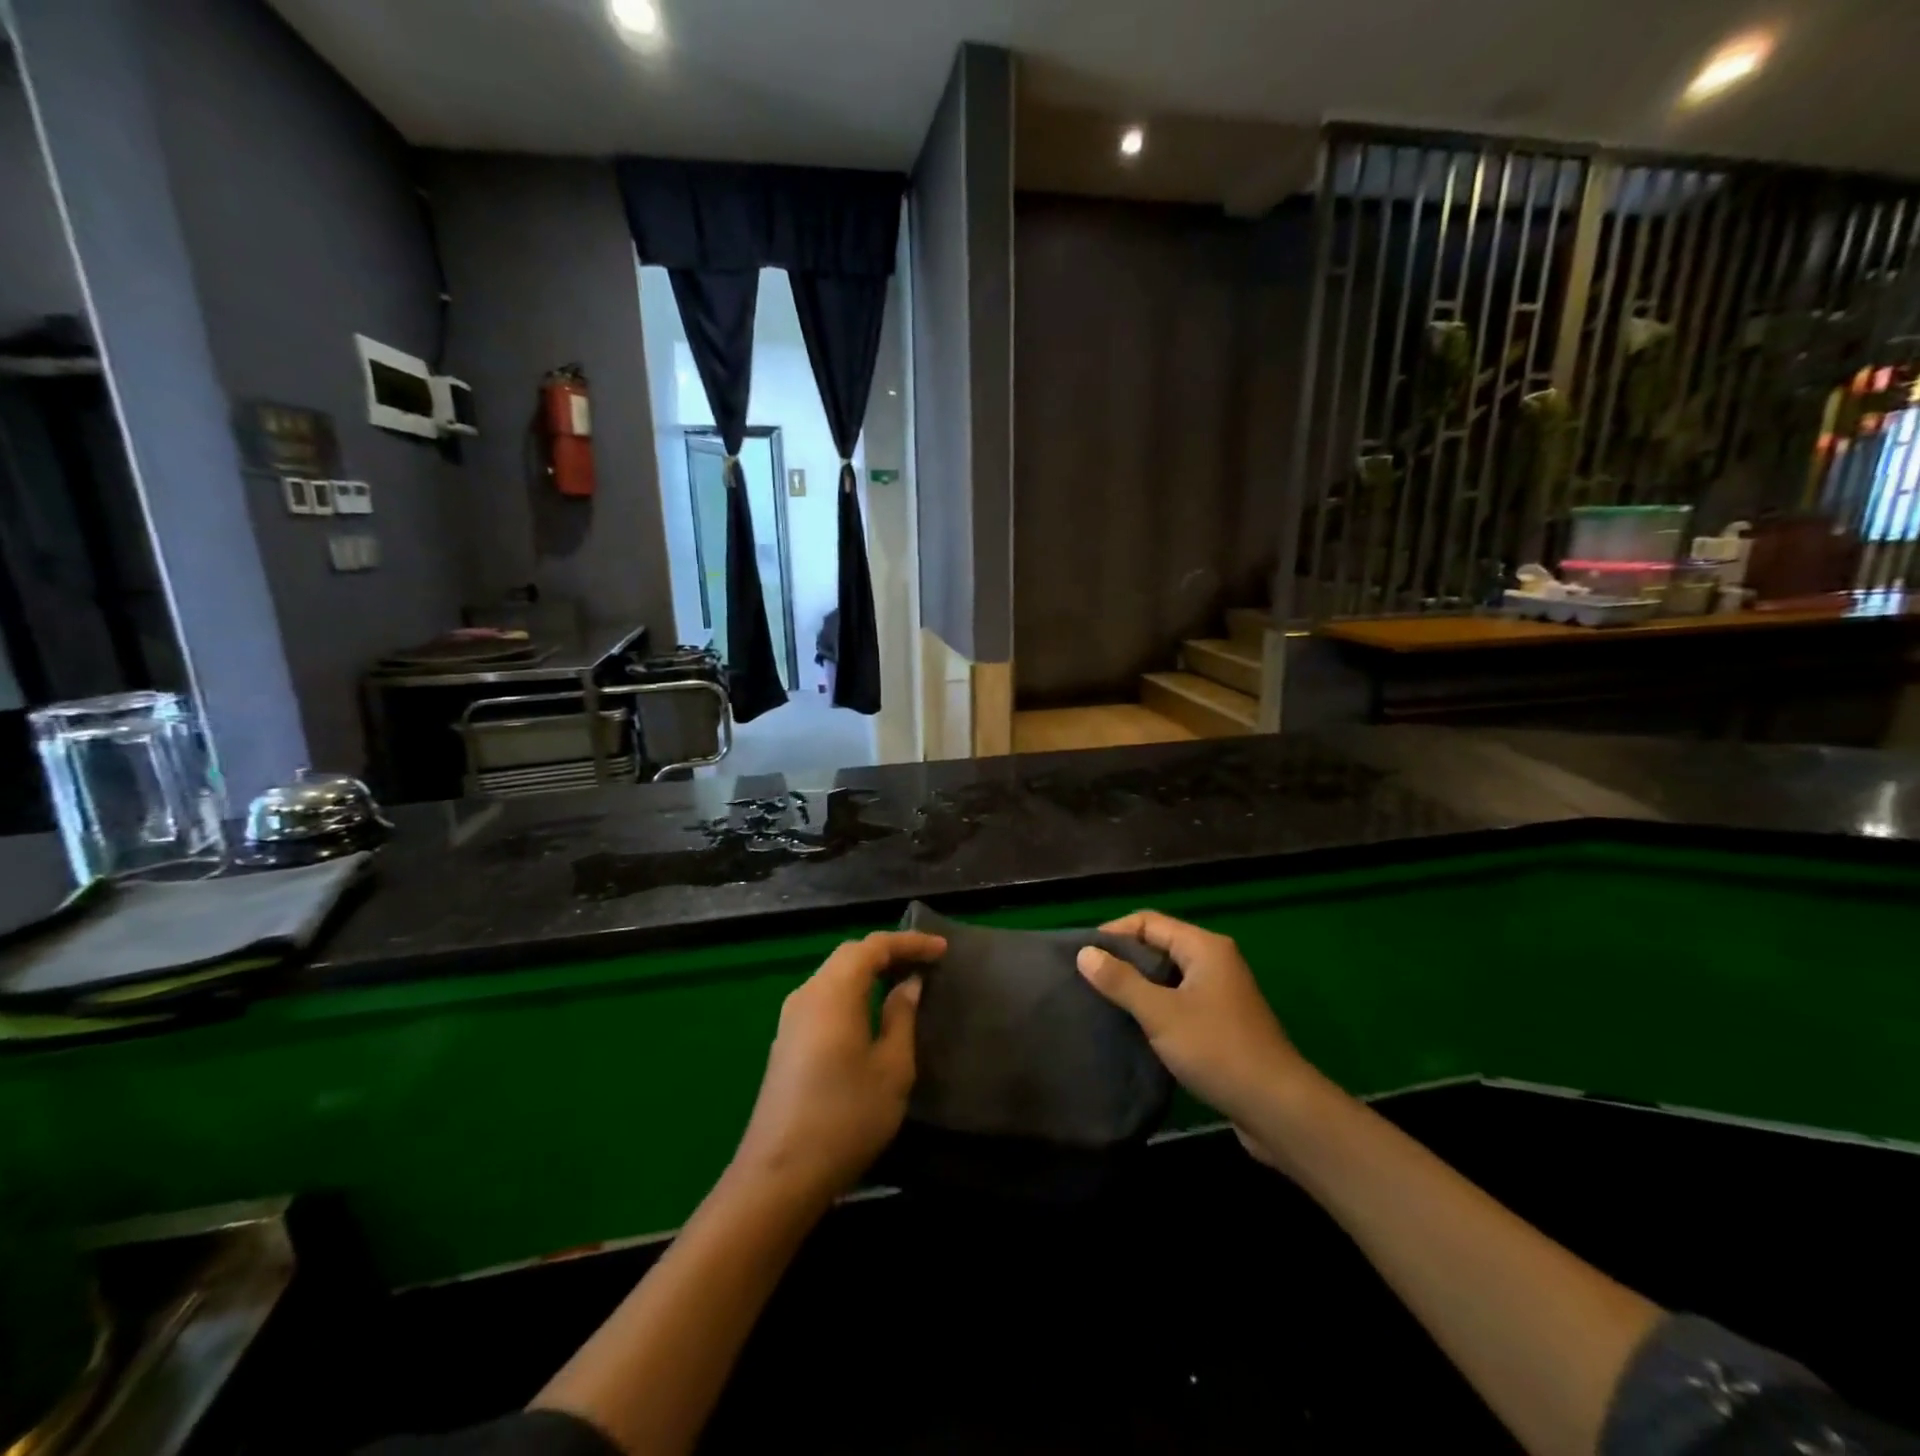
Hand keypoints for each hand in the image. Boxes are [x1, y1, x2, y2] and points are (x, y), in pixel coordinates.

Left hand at [732, 930, 945, 1201]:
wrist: (780, 1175)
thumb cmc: (846, 1118)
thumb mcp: (891, 1068)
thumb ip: (901, 1017)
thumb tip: (908, 984)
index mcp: (833, 992)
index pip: (873, 946)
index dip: (909, 943)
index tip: (942, 949)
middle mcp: (807, 994)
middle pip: (850, 955)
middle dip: (889, 951)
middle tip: (926, 961)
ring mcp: (792, 1018)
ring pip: (834, 974)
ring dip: (869, 970)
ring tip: (904, 979)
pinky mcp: (787, 1041)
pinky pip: (825, 996)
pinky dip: (853, 989)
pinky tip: (872, 1009)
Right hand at [1076, 911, 1309, 1167]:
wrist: (1278, 1108)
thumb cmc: (1217, 1050)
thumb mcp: (1161, 1013)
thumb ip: (1121, 981)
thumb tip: (1084, 953)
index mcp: (1204, 947)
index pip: (1148, 921)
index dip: (1113, 933)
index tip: (1082, 956)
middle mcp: (1214, 961)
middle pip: (1158, 945)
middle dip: (1123, 959)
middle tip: (1087, 979)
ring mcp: (1220, 992)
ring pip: (1167, 975)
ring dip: (1137, 985)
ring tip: (1102, 1001)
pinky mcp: (1221, 1022)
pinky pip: (1178, 1000)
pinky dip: (1155, 1006)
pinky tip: (1133, 1026)